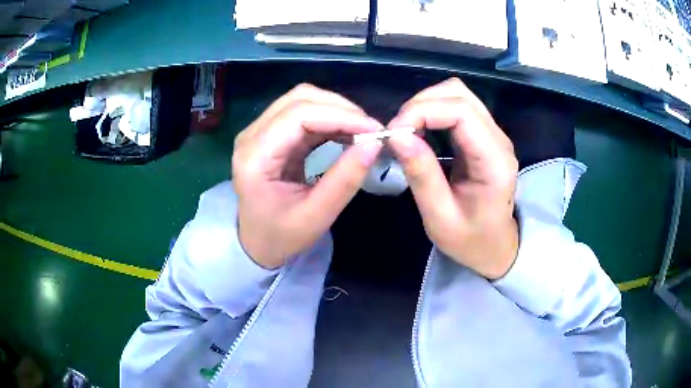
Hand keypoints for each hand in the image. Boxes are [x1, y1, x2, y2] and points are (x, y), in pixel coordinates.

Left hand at [233, 84, 383, 268]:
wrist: (257, 243)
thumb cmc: (281, 236)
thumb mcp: (316, 217)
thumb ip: (344, 181)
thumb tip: (374, 144)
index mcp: (254, 158)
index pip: (298, 116)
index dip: (340, 116)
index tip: (375, 129)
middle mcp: (251, 136)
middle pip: (299, 99)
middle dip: (340, 109)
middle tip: (370, 130)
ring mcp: (259, 131)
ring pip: (302, 100)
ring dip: (336, 110)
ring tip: (362, 131)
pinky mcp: (270, 134)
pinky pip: (302, 113)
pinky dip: (329, 118)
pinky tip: (346, 133)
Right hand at [387, 78, 518, 278]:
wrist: (495, 247)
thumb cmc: (469, 240)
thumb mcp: (439, 216)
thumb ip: (421, 174)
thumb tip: (396, 135)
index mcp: (494, 162)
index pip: (461, 112)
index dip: (422, 111)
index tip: (394, 132)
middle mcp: (499, 140)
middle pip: (459, 94)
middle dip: (421, 104)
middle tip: (398, 131)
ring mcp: (494, 135)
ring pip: (458, 95)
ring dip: (427, 104)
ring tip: (407, 130)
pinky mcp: (485, 135)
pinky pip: (458, 107)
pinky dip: (434, 110)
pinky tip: (421, 130)